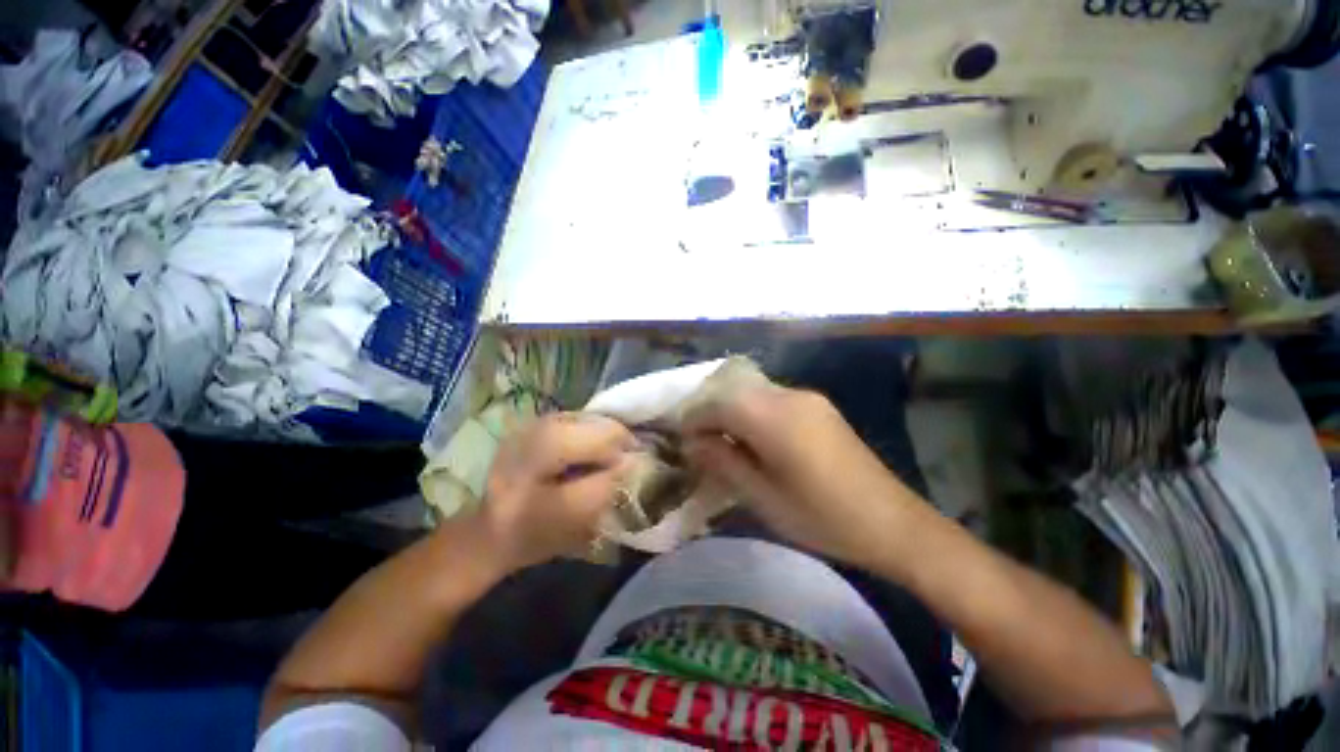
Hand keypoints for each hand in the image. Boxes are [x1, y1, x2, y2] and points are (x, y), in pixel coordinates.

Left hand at [480, 413, 634, 571]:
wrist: (489, 533)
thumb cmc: (530, 532)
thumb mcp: (572, 517)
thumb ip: (606, 486)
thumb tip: (632, 461)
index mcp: (544, 446)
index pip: (603, 436)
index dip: (624, 453)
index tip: (631, 475)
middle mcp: (540, 423)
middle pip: (599, 422)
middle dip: (617, 444)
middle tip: (621, 469)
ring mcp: (537, 421)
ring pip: (591, 419)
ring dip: (605, 440)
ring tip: (606, 464)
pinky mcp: (538, 425)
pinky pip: (580, 422)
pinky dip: (592, 437)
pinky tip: (587, 458)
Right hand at [683, 380, 919, 567]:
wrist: (892, 522)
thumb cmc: (821, 517)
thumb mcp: (762, 497)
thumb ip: (723, 462)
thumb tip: (694, 443)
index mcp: (773, 416)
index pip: (717, 403)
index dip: (693, 420)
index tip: (682, 443)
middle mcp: (788, 396)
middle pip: (733, 392)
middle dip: (709, 414)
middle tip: (699, 445)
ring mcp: (807, 398)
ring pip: (752, 393)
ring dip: (731, 413)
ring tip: (722, 444)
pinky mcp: (818, 406)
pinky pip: (772, 400)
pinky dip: (752, 414)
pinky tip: (753, 440)